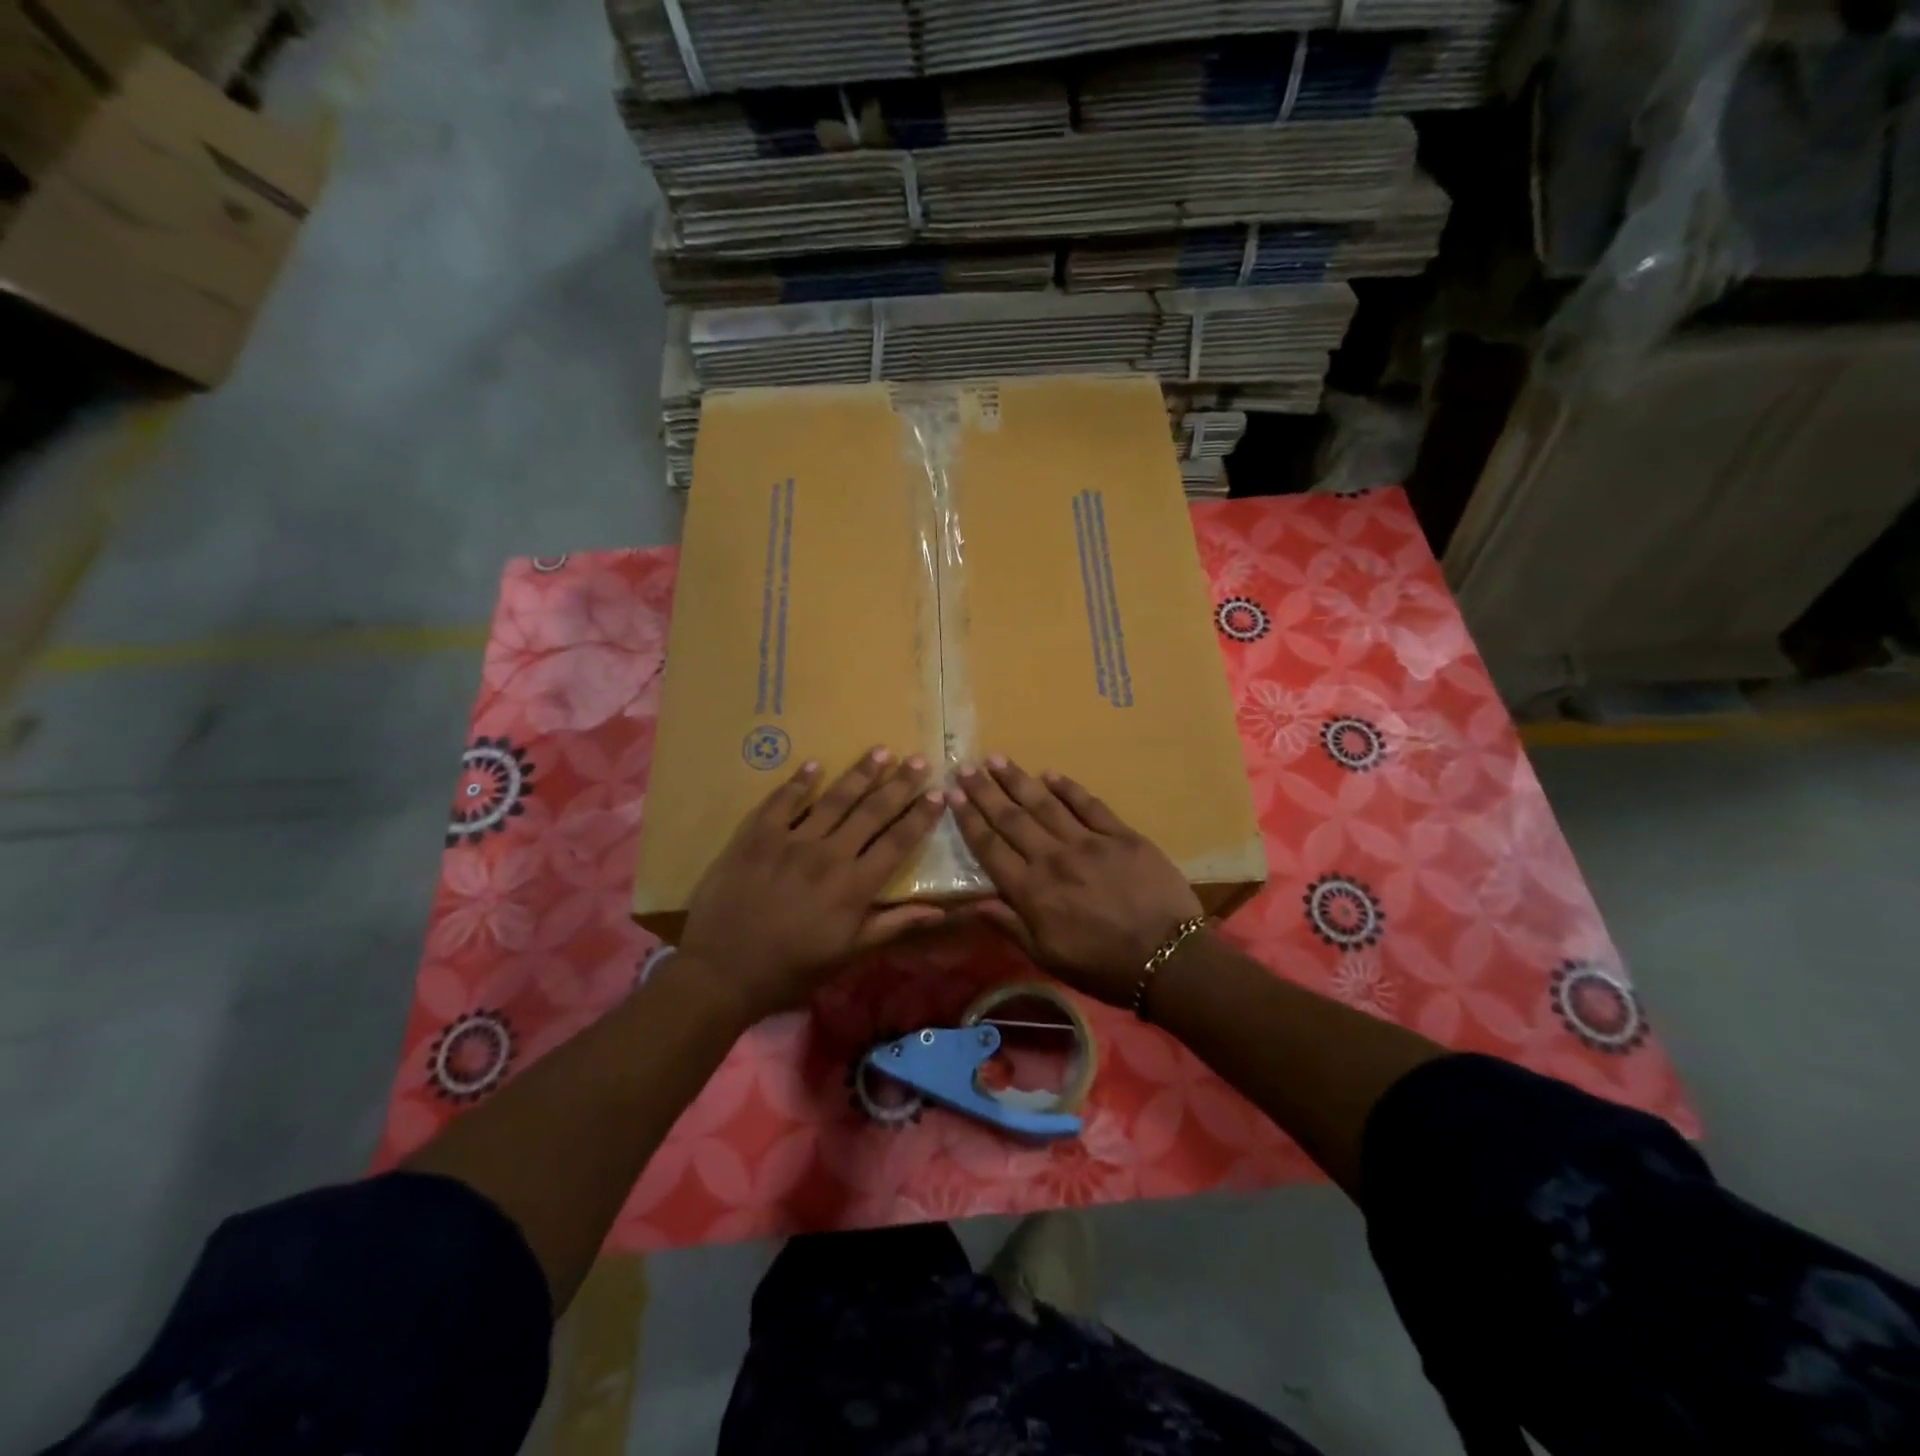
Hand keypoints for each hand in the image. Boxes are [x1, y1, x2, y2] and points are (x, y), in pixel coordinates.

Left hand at [679, 748, 946, 1025]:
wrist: (722, 972)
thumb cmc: (791, 969)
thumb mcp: (849, 955)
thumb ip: (893, 926)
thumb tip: (939, 911)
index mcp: (854, 886)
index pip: (897, 842)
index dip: (921, 817)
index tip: (939, 794)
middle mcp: (829, 855)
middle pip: (871, 811)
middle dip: (899, 784)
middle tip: (919, 760)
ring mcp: (790, 841)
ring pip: (833, 799)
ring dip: (860, 774)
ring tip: (880, 751)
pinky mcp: (756, 836)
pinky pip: (782, 801)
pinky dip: (799, 782)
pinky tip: (814, 765)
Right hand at [949, 757, 1203, 1007]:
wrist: (1168, 959)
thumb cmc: (1103, 966)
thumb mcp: (1048, 958)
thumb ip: (1010, 926)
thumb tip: (973, 903)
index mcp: (1032, 891)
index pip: (990, 847)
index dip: (969, 819)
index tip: (952, 794)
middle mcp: (1053, 859)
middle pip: (1012, 818)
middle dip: (985, 791)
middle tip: (966, 766)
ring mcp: (1089, 842)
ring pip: (1045, 804)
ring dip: (1018, 780)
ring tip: (997, 760)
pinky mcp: (1121, 835)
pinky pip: (1089, 804)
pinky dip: (1068, 787)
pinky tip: (1050, 774)